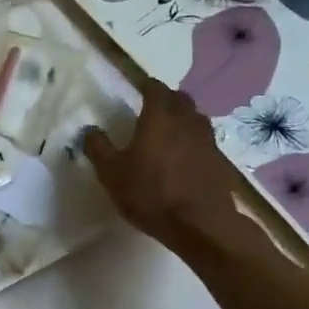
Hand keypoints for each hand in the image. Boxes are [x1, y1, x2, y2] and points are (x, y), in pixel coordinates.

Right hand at [83, 82, 253, 248]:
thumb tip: (90, 130)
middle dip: (166, 98)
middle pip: (180, 99)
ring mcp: (207, 140)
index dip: (146, 85)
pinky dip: (193, 139)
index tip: (138, 86)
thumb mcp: (111, 173)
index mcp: (159, 117)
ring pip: (195, 117)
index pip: (155, 89)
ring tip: (169, 128)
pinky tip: (184, 155)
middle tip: (152, 106)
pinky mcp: (219, 161)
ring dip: (183, 117)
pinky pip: (204, 140)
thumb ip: (98, 148)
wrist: (200, 224)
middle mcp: (186, 121)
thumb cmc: (150, 193)